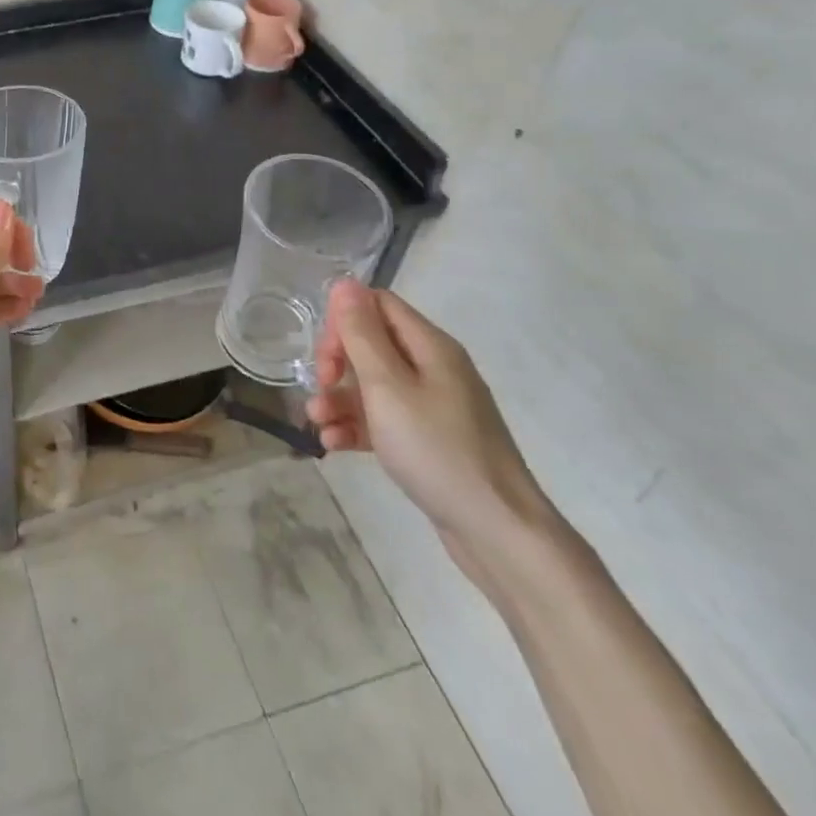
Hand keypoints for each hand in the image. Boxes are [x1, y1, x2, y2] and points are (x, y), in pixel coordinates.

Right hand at [305, 281, 557, 584]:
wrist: (499, 533)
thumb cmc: (437, 450)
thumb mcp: (388, 387)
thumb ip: (362, 334)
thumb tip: (345, 282)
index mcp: (431, 347)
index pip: (378, 306)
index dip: (344, 322)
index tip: (325, 356)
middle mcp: (434, 369)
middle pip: (372, 344)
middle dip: (337, 363)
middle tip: (319, 387)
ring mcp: (435, 407)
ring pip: (374, 386)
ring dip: (339, 399)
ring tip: (317, 425)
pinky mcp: (430, 441)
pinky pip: (385, 420)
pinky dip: (357, 427)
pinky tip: (334, 445)